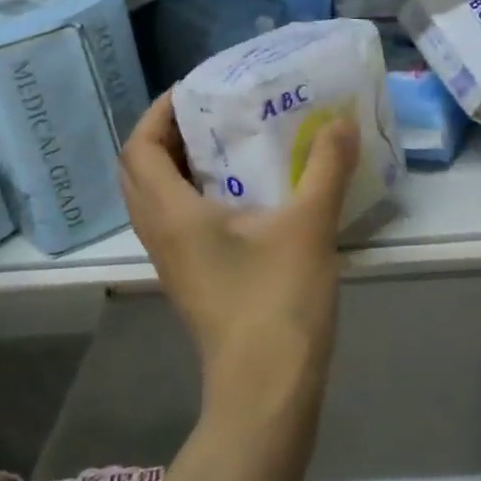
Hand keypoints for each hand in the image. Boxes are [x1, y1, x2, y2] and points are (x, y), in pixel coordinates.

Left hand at [119, 93, 360, 414]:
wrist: (266, 389)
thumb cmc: (277, 301)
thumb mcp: (309, 225)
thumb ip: (326, 167)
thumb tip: (341, 122)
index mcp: (173, 214)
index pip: (138, 148)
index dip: (157, 112)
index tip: (194, 91)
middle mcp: (160, 233)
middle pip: (138, 171)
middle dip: (164, 134)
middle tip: (209, 114)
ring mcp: (172, 261)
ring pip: (154, 198)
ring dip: (176, 164)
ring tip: (224, 144)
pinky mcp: (190, 278)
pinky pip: (173, 220)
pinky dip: (191, 193)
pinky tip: (240, 192)